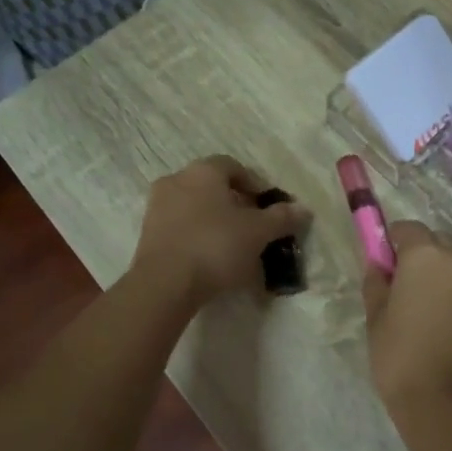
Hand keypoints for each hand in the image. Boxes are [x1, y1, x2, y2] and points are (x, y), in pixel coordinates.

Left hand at [130, 156, 308, 306]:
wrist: (165, 283)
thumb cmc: (216, 246)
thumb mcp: (258, 232)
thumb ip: (281, 217)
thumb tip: (303, 209)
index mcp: (203, 171)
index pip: (233, 166)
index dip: (255, 184)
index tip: (269, 207)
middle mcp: (176, 180)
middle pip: (213, 187)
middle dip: (235, 204)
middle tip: (255, 227)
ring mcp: (157, 207)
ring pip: (195, 208)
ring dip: (216, 221)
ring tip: (235, 247)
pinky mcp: (148, 234)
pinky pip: (181, 228)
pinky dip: (198, 237)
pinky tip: (212, 259)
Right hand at [361, 221, 451, 413]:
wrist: (447, 401)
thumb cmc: (401, 355)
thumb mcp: (376, 316)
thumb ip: (376, 281)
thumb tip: (379, 264)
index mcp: (426, 254)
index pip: (407, 228)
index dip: (391, 242)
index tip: (382, 265)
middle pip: (435, 241)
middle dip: (418, 255)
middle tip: (399, 287)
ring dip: (438, 273)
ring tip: (421, 307)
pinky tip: (438, 318)